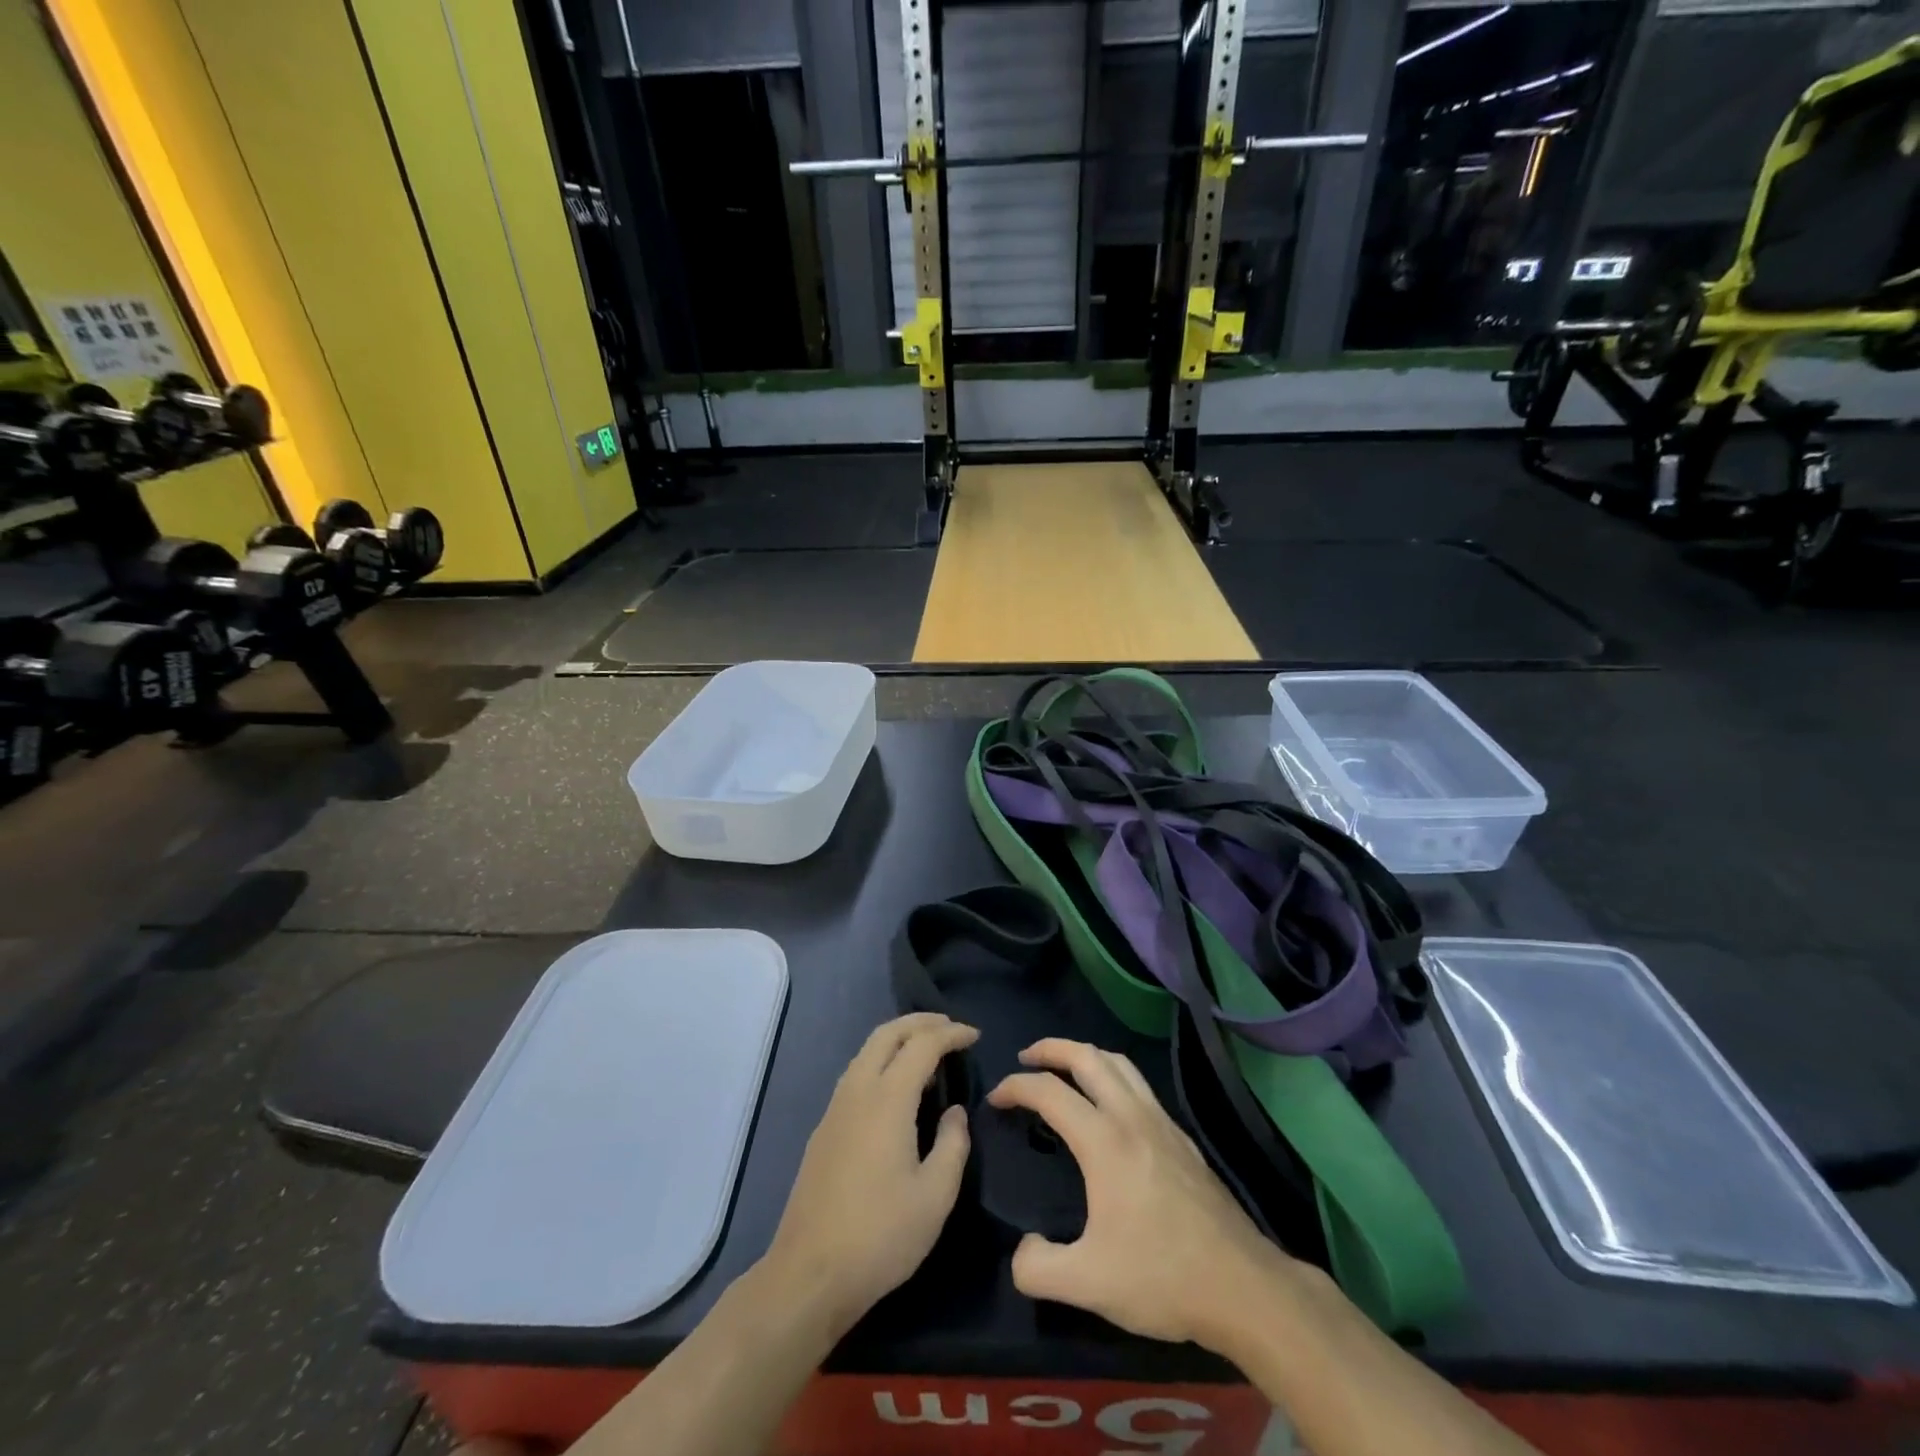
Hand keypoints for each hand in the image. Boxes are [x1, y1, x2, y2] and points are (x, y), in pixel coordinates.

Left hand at [762, 1013, 977, 1334]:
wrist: (809, 1273)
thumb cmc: (881, 1235)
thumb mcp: (935, 1196)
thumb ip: (953, 1144)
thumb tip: (954, 1111)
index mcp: (887, 1099)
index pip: (922, 1045)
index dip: (951, 1034)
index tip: (975, 1036)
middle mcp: (858, 1090)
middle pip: (887, 1033)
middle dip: (920, 1022)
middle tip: (950, 1027)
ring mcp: (835, 1107)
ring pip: (867, 1050)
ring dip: (898, 1037)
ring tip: (927, 1048)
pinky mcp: (824, 1128)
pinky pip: (857, 1072)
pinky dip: (881, 1059)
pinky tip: (896, 1084)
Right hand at [987, 1038, 1300, 1347]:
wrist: (1243, 1287)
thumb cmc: (1161, 1277)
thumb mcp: (1087, 1284)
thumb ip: (1038, 1267)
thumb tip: (1022, 1251)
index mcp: (1104, 1140)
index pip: (1049, 1091)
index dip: (1015, 1087)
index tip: (995, 1099)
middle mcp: (1132, 1117)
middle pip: (1087, 1056)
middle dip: (1051, 1048)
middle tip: (1025, 1058)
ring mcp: (1162, 1123)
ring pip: (1119, 1063)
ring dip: (1085, 1054)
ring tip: (1064, 1068)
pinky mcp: (1182, 1138)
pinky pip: (1140, 1084)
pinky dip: (1113, 1075)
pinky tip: (1110, 1104)